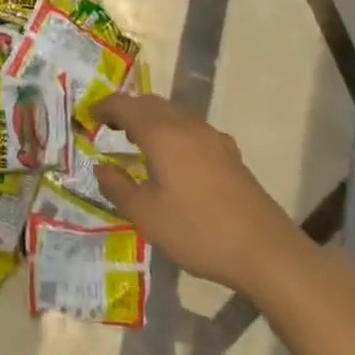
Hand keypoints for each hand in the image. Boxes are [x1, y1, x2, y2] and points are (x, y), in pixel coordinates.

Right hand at [91, 92, 307, 290]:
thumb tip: (100, 166)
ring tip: (138, 142)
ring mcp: (212, 137)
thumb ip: (117, 187)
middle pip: (150, 104)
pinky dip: (173, 132)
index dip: (103, 108)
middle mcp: (186, 125)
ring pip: (173, 114)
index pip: (124, 105)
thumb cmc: (198, 231)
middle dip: (127, 111)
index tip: (88, 118)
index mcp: (161, 133)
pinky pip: (191, 129)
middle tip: (110, 128)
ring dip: (151, 120)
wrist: (266, 251)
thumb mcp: (146, 215)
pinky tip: (176, 160)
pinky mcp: (230, 154)